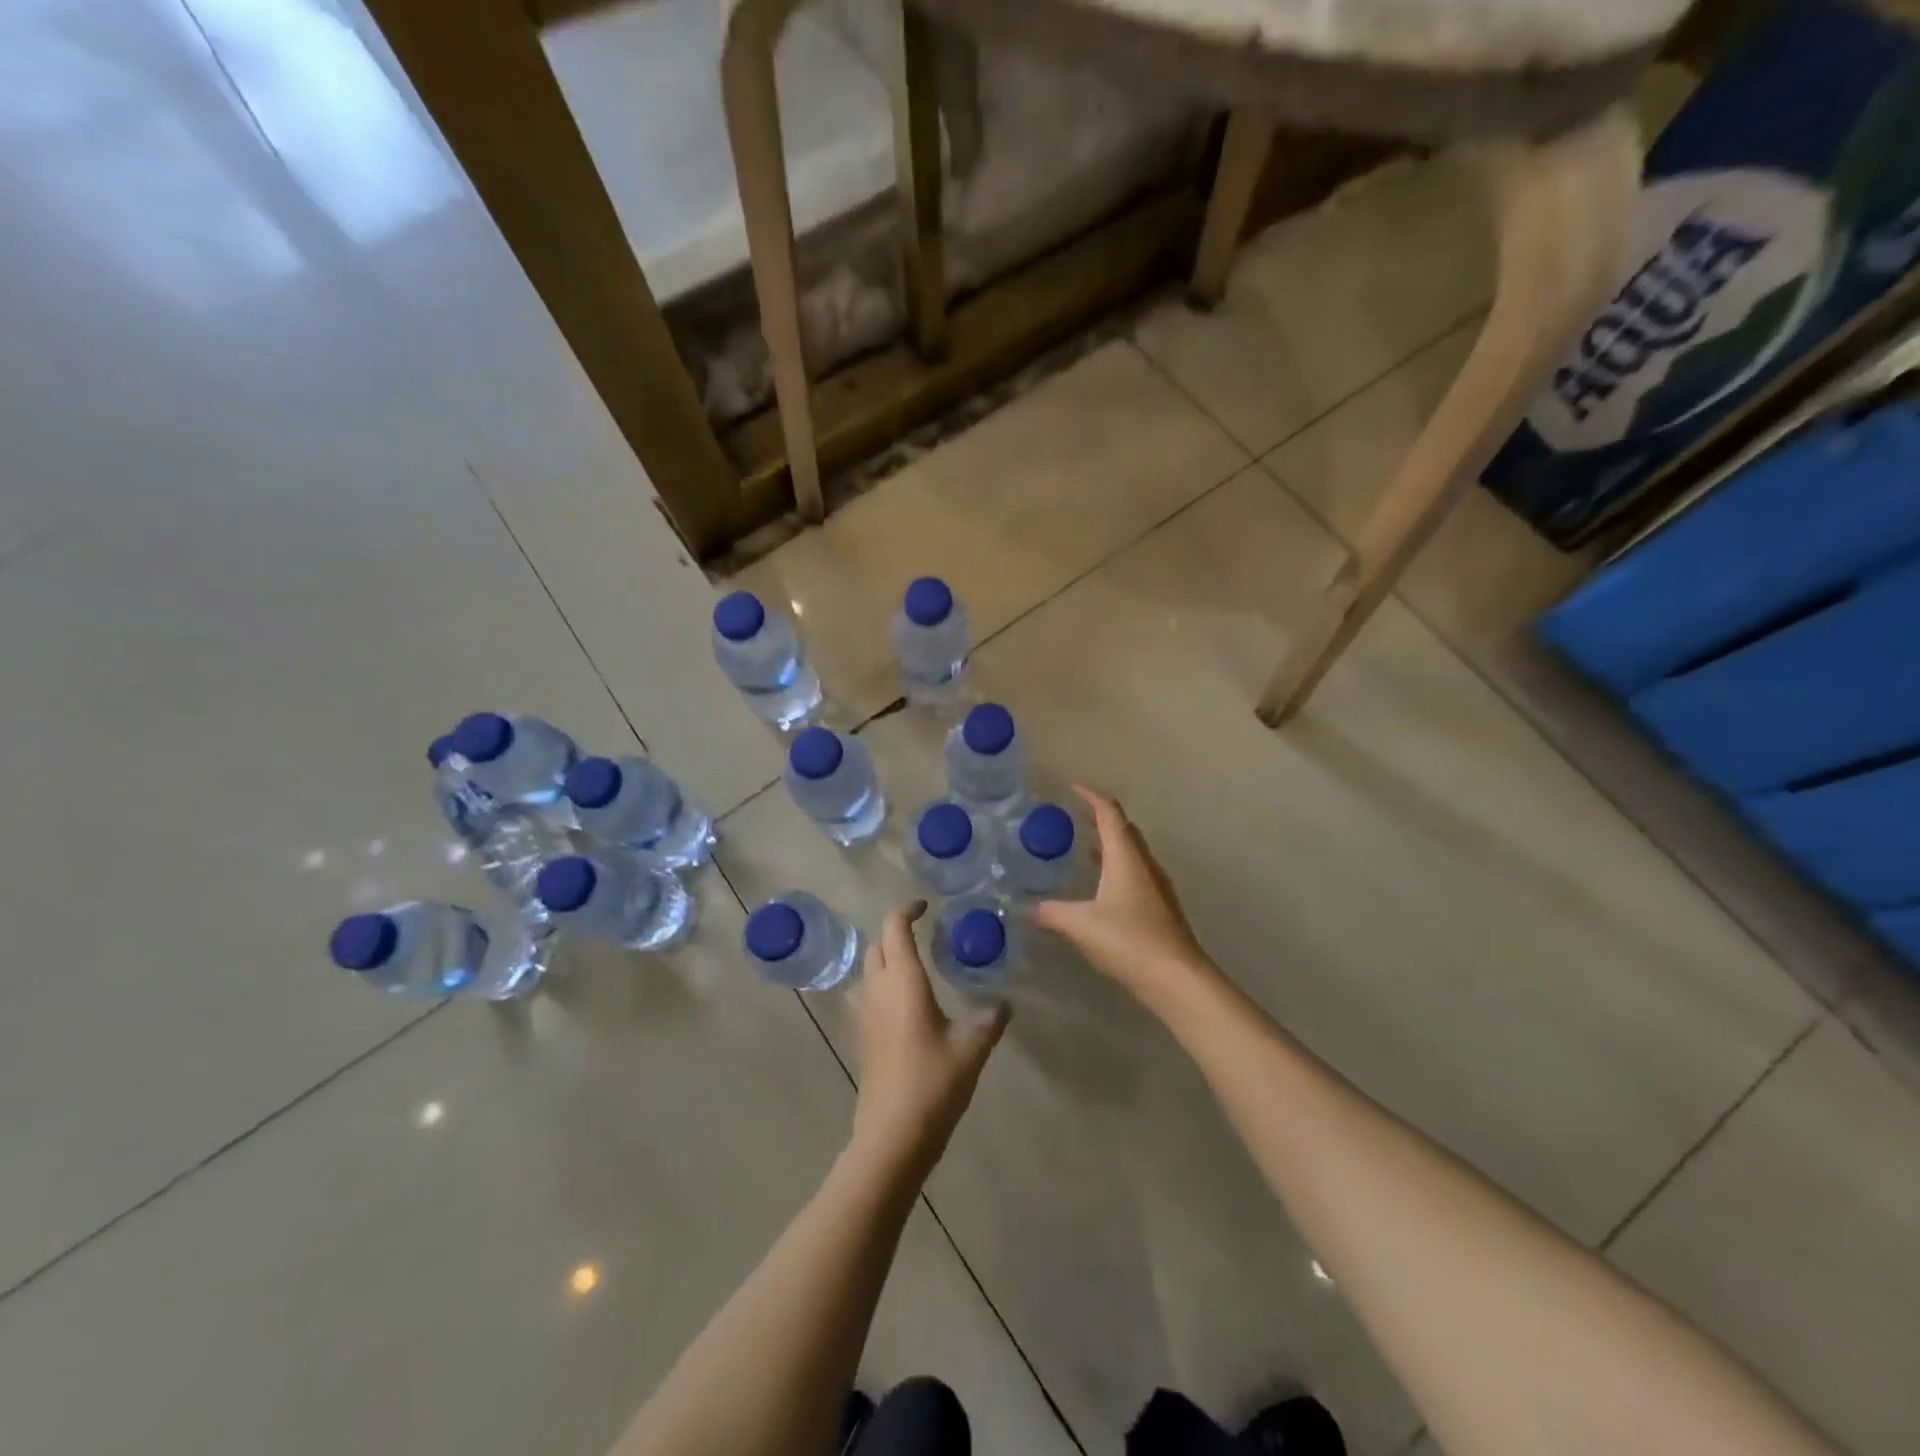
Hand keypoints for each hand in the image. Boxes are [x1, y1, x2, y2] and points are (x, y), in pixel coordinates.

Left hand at [848, 902, 1009, 1177]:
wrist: (892, 1135)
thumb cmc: (933, 1083)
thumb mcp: (972, 1048)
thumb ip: (990, 1020)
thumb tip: (1005, 1002)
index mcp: (903, 981)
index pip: (895, 928)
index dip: (907, 910)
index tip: (926, 906)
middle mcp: (878, 989)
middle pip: (876, 944)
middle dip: (896, 931)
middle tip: (924, 933)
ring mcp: (865, 1013)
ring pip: (869, 968)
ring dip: (887, 956)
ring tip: (917, 963)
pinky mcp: (863, 1036)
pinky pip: (868, 993)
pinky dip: (883, 982)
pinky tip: (908, 1002)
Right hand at [1032, 786, 1216, 1003]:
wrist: (1176, 978)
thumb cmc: (1129, 940)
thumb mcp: (1081, 925)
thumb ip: (1051, 913)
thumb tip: (1024, 908)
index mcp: (1126, 857)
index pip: (1109, 813)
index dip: (1091, 796)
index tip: (1072, 787)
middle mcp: (1144, 864)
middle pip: (1123, 829)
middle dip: (1100, 818)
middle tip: (1074, 816)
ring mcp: (1155, 887)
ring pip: (1130, 853)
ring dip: (1109, 844)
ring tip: (1083, 847)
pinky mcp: (1159, 908)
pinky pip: (1134, 874)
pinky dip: (1115, 868)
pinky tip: (1100, 888)